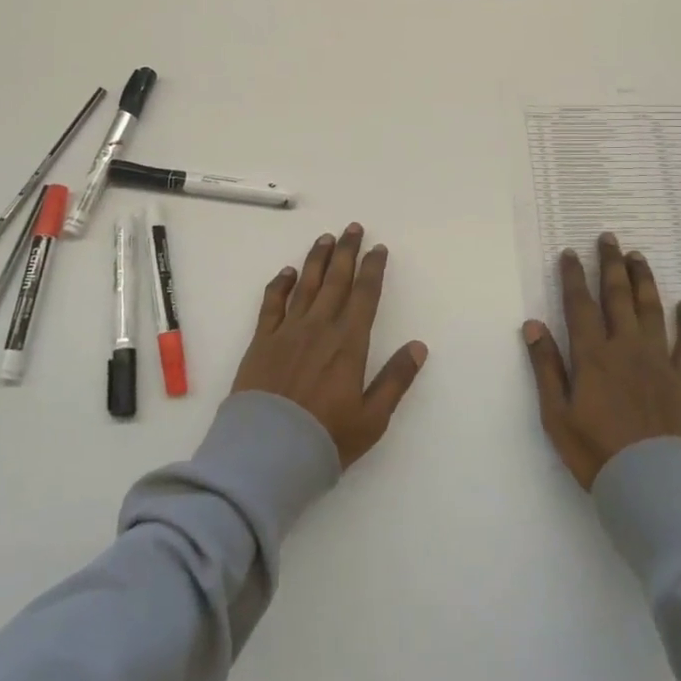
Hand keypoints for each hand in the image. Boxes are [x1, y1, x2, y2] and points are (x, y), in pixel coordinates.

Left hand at [233, 223, 428, 467]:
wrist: (267, 452)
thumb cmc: (326, 438)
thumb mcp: (372, 417)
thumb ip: (396, 379)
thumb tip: (418, 345)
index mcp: (349, 343)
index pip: (365, 295)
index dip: (373, 269)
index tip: (379, 249)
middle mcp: (319, 327)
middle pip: (336, 280)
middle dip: (346, 252)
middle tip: (353, 228)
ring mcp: (287, 331)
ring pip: (305, 284)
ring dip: (317, 259)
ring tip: (325, 238)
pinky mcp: (261, 341)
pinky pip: (272, 303)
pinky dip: (280, 284)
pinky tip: (287, 272)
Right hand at [523, 232, 680, 490]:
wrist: (651, 484)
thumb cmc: (595, 451)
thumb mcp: (556, 413)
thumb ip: (546, 367)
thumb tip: (533, 325)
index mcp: (592, 355)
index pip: (580, 305)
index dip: (574, 276)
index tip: (570, 253)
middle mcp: (626, 348)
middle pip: (618, 297)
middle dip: (611, 265)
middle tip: (609, 238)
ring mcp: (657, 361)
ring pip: (651, 310)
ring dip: (644, 280)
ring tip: (638, 257)